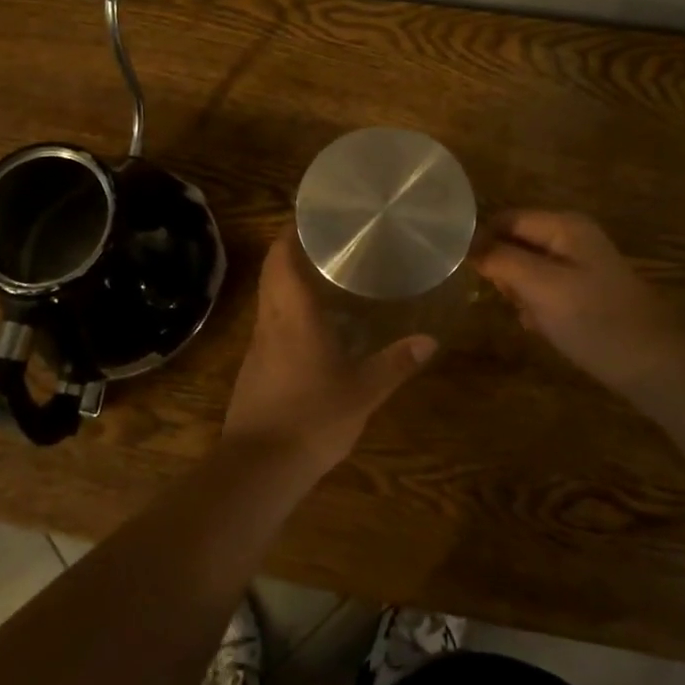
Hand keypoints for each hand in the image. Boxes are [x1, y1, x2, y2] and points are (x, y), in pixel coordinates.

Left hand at [221, 231, 436, 476]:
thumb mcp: (363, 391)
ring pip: (268, 299)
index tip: (310, 217)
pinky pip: (269, 325)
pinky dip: (286, 312)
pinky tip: (311, 327)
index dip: (289, 233)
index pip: (280, 258)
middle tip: (325, 241)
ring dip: (287, 281)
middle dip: (290, 251)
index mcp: (292, 314)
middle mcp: (270, 321)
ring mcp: (257, 346)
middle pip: (271, 273)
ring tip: (322, 276)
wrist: (258, 467)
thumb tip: (430, 340)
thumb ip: (395, 363)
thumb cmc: (312, 418)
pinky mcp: (254, 370)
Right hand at [472, 209, 684, 394]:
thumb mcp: (541, 287)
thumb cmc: (596, 321)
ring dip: (519, 292)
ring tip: (527, 317)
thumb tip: (468, 245)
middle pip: (516, 241)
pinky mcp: (585, 292)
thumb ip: (502, 260)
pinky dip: (537, 306)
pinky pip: (545, 289)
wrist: (657, 366)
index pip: (505, 218)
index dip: (483, 241)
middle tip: (505, 299)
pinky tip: (541, 328)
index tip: (467, 273)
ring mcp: (580, 265)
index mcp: (564, 225)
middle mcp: (572, 237)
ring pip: (527, 268)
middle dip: (503, 270)